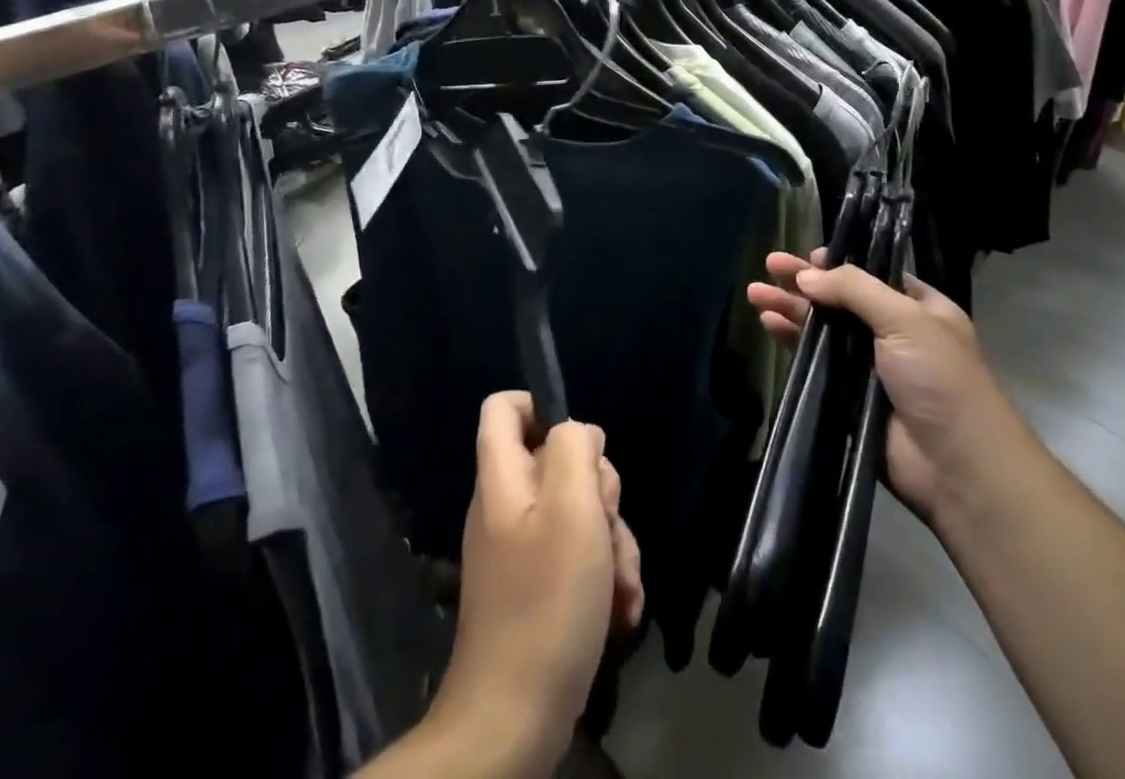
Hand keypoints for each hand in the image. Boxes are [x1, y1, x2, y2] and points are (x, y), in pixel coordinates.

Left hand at [427, 393, 642, 775]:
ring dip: (612, 543)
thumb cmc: (546, 602)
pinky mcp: (538, 587)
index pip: (503, 408)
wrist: (513, 720)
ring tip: (622, 585)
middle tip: (608, 526)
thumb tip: (580, 433)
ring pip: (579, 513)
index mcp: (502, 477)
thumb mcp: (571, 509)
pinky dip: (604, 577)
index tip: (582, 443)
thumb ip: (574, 450)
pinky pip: (578, 557)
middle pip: (559, 463)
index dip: (541, 406)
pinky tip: (621, 610)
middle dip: (600, 493)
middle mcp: (507, 505)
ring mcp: (522, 548)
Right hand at [748, 250, 1015, 527]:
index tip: (809, 256)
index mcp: (920, 310)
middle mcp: (895, 334)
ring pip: (823, 329)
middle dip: (804, 282)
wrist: (957, 468)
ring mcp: (870, 368)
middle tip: (769, 264)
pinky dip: (792, 341)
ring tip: (755, 292)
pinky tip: (768, 325)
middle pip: (840, 299)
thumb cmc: (940, 379)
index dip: (840, 264)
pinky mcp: (849, 399)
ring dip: (790, 309)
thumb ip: (854, 289)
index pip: (873, 276)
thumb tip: (805, 275)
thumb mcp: (906, 319)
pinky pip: (815, 363)